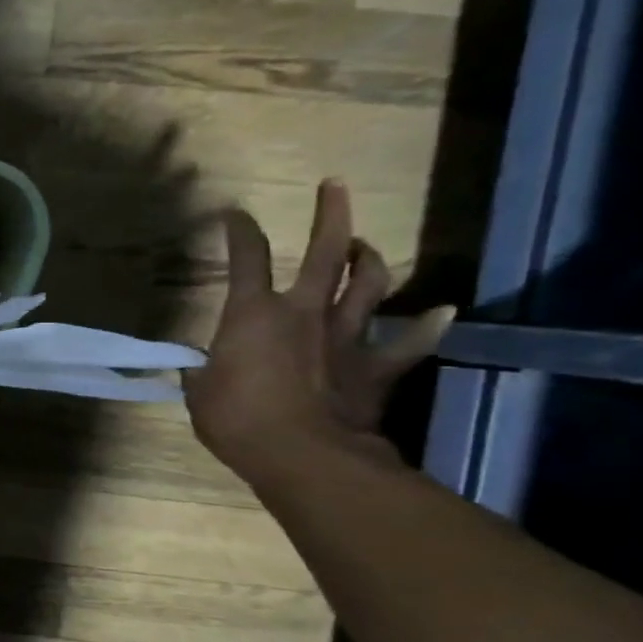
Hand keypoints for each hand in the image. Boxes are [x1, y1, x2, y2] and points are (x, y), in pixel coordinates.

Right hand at [184, 179, 453, 486]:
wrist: (303, 455)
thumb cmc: (237, 419)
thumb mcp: (200, 392)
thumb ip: (203, 371)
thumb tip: (201, 367)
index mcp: (253, 314)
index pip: (246, 257)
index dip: (239, 230)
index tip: (234, 213)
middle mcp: (305, 312)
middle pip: (327, 252)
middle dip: (330, 214)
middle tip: (335, 186)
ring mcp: (347, 336)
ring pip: (371, 284)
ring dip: (371, 260)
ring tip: (365, 247)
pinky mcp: (376, 367)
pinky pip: (409, 342)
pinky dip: (426, 325)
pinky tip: (442, 311)